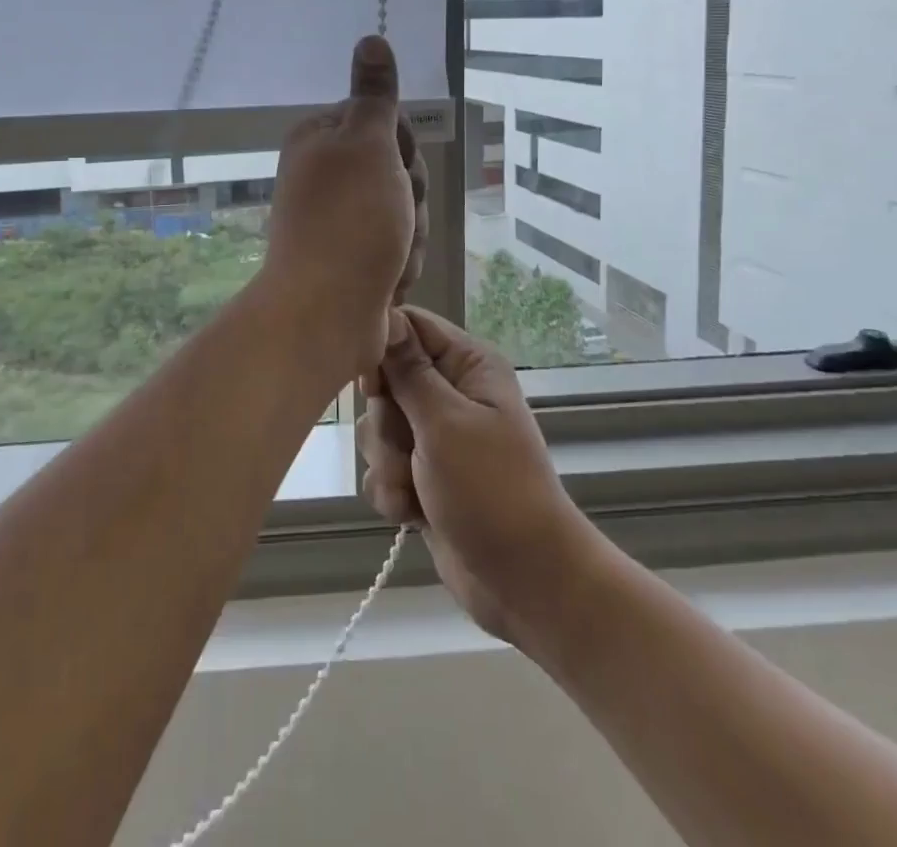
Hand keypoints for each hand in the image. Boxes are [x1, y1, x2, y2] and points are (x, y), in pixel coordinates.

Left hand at [261, 36, 427, 377]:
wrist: (325, 314)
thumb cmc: (350, 221)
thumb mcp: (368, 144)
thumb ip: (375, 94)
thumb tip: (371, 36)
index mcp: (319, 138)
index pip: (386, 122)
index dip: (402, 148)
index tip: (394, 168)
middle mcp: (325, 173)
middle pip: (398, 168)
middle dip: (409, 198)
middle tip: (393, 217)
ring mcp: (338, 218)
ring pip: (404, 211)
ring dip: (409, 236)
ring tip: (390, 257)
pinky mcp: (352, 257)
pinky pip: (397, 248)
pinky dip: (400, 264)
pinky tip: (387, 280)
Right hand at [359, 305, 587, 645]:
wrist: (525, 582)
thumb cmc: (491, 490)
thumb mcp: (445, 422)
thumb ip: (407, 370)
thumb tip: (384, 313)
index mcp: (467, 365)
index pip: (408, 326)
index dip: (381, 349)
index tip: (372, 384)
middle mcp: (450, 392)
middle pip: (385, 380)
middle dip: (386, 423)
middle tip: (409, 448)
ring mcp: (436, 436)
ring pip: (378, 428)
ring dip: (388, 462)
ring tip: (415, 489)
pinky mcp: (423, 475)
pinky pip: (383, 467)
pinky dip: (392, 490)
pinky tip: (412, 513)